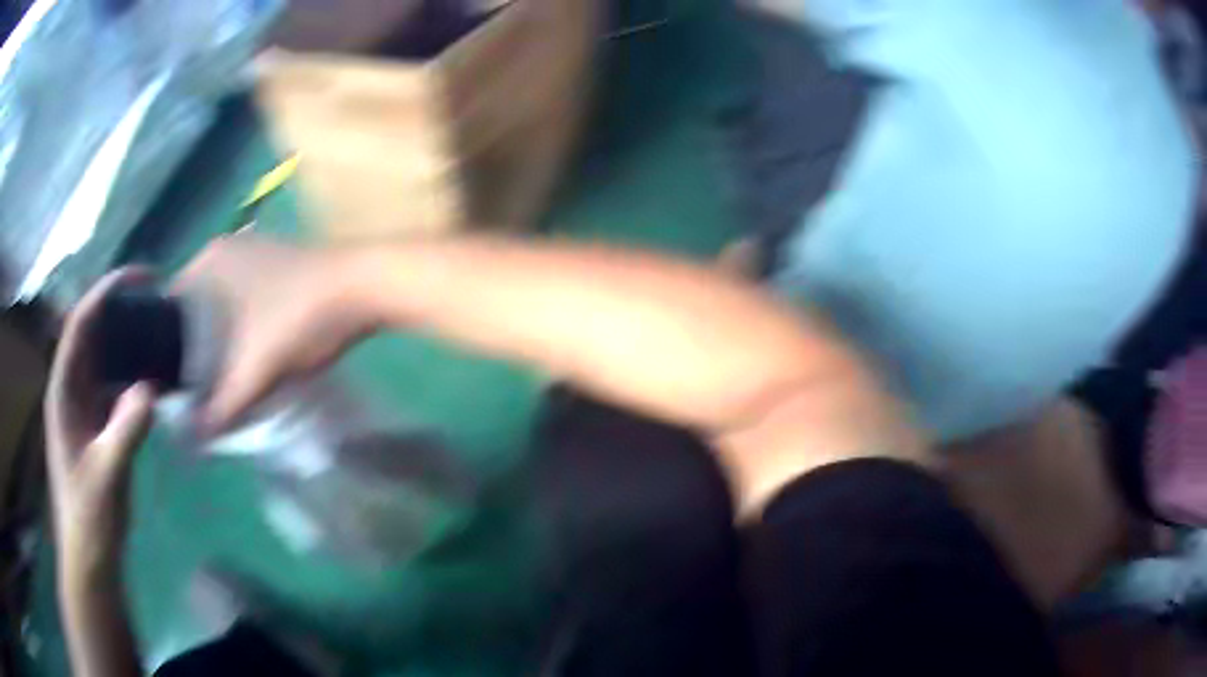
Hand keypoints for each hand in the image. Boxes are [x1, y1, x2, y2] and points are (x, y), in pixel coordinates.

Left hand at [46, 270, 154, 577]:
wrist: (90, 555)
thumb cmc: (89, 517)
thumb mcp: (107, 476)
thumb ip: (125, 431)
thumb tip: (151, 386)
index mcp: (63, 391)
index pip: (80, 324)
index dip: (106, 293)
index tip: (140, 278)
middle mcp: (71, 390)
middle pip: (93, 334)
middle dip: (120, 309)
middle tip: (156, 299)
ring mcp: (84, 409)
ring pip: (104, 359)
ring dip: (128, 342)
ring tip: (158, 331)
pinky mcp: (98, 427)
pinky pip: (115, 388)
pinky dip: (133, 376)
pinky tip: (154, 378)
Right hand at [172, 235, 374, 432]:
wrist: (366, 287)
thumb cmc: (300, 317)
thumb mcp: (254, 369)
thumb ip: (222, 407)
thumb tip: (195, 439)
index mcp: (208, 261)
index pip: (169, 309)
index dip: (164, 348)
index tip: (168, 384)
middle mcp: (226, 251)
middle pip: (194, 312)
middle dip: (193, 351)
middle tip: (192, 391)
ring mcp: (254, 254)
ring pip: (220, 309)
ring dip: (218, 343)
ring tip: (215, 383)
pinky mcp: (277, 267)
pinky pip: (243, 304)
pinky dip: (240, 331)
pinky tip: (244, 360)